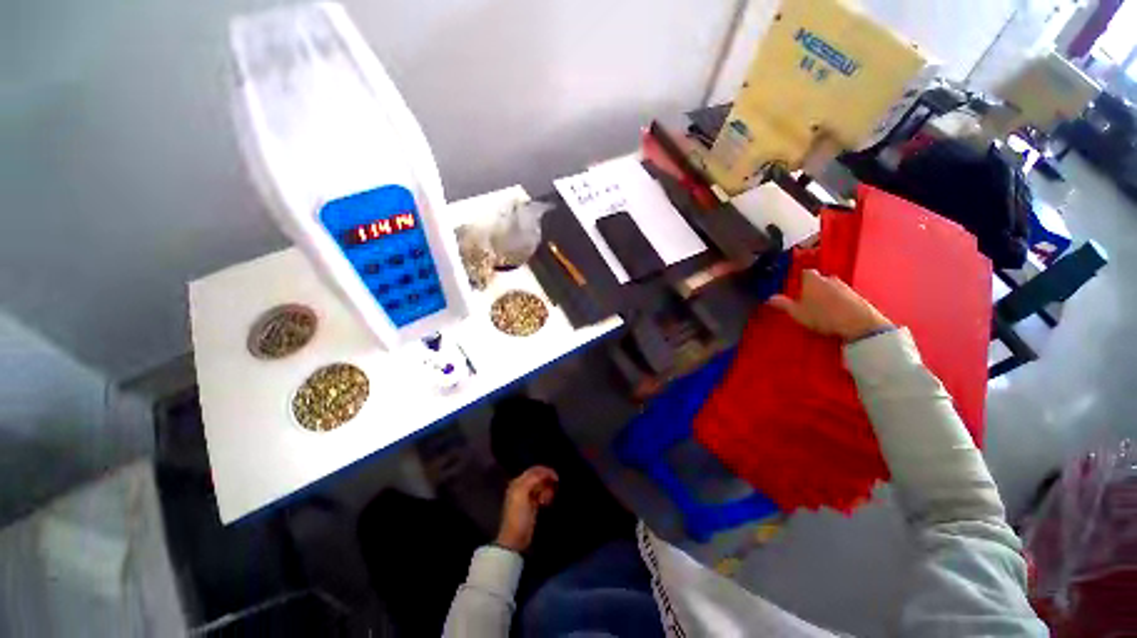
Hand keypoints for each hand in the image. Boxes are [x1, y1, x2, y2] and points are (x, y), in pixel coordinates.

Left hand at [496, 466, 557, 552]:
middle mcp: (522, 486)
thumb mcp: (522, 494)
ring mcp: (527, 496)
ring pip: (541, 485)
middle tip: (554, 488)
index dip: (545, 471)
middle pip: (538, 477)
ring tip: (548, 498)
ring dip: (547, 489)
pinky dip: (546, 495)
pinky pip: (541, 494)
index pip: (534, 470)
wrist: (515, 539)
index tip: (556, 477)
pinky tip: (546, 502)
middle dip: (547, 480)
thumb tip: (544, 472)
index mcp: (518, 482)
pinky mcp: (532, 505)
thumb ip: (532, 480)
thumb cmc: (518, 516)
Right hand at [767, 269, 892, 341]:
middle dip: (811, 288)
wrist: (859, 324)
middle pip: (817, 279)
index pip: (803, 272)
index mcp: (812, 279)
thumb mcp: (797, 312)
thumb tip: (769, 298)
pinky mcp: (857, 296)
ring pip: (830, 287)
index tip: (792, 287)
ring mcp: (845, 286)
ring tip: (818, 308)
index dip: (797, 279)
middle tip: (804, 300)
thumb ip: (783, 304)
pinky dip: (836, 301)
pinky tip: (833, 312)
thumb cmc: (823, 315)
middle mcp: (829, 278)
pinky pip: (842, 295)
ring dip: (824, 295)